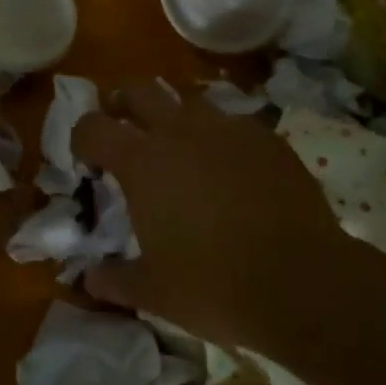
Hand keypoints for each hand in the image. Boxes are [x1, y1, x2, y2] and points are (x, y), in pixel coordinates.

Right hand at [72, 82, 350, 350]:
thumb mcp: (154, 292)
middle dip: (123, 105)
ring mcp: (228, 130)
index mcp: (142, 162)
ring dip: (175, 117)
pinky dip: (220, 137)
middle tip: (126, 131)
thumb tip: (89, 279)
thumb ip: (114, 280)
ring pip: (190, 102)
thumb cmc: (214, 286)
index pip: (94, 127)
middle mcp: (180, 132)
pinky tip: (231, 167)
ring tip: (181, 149)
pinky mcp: (268, 139)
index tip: (88, 160)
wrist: (303, 283)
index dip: (83, 138)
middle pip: (139, 92)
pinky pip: (233, 123)